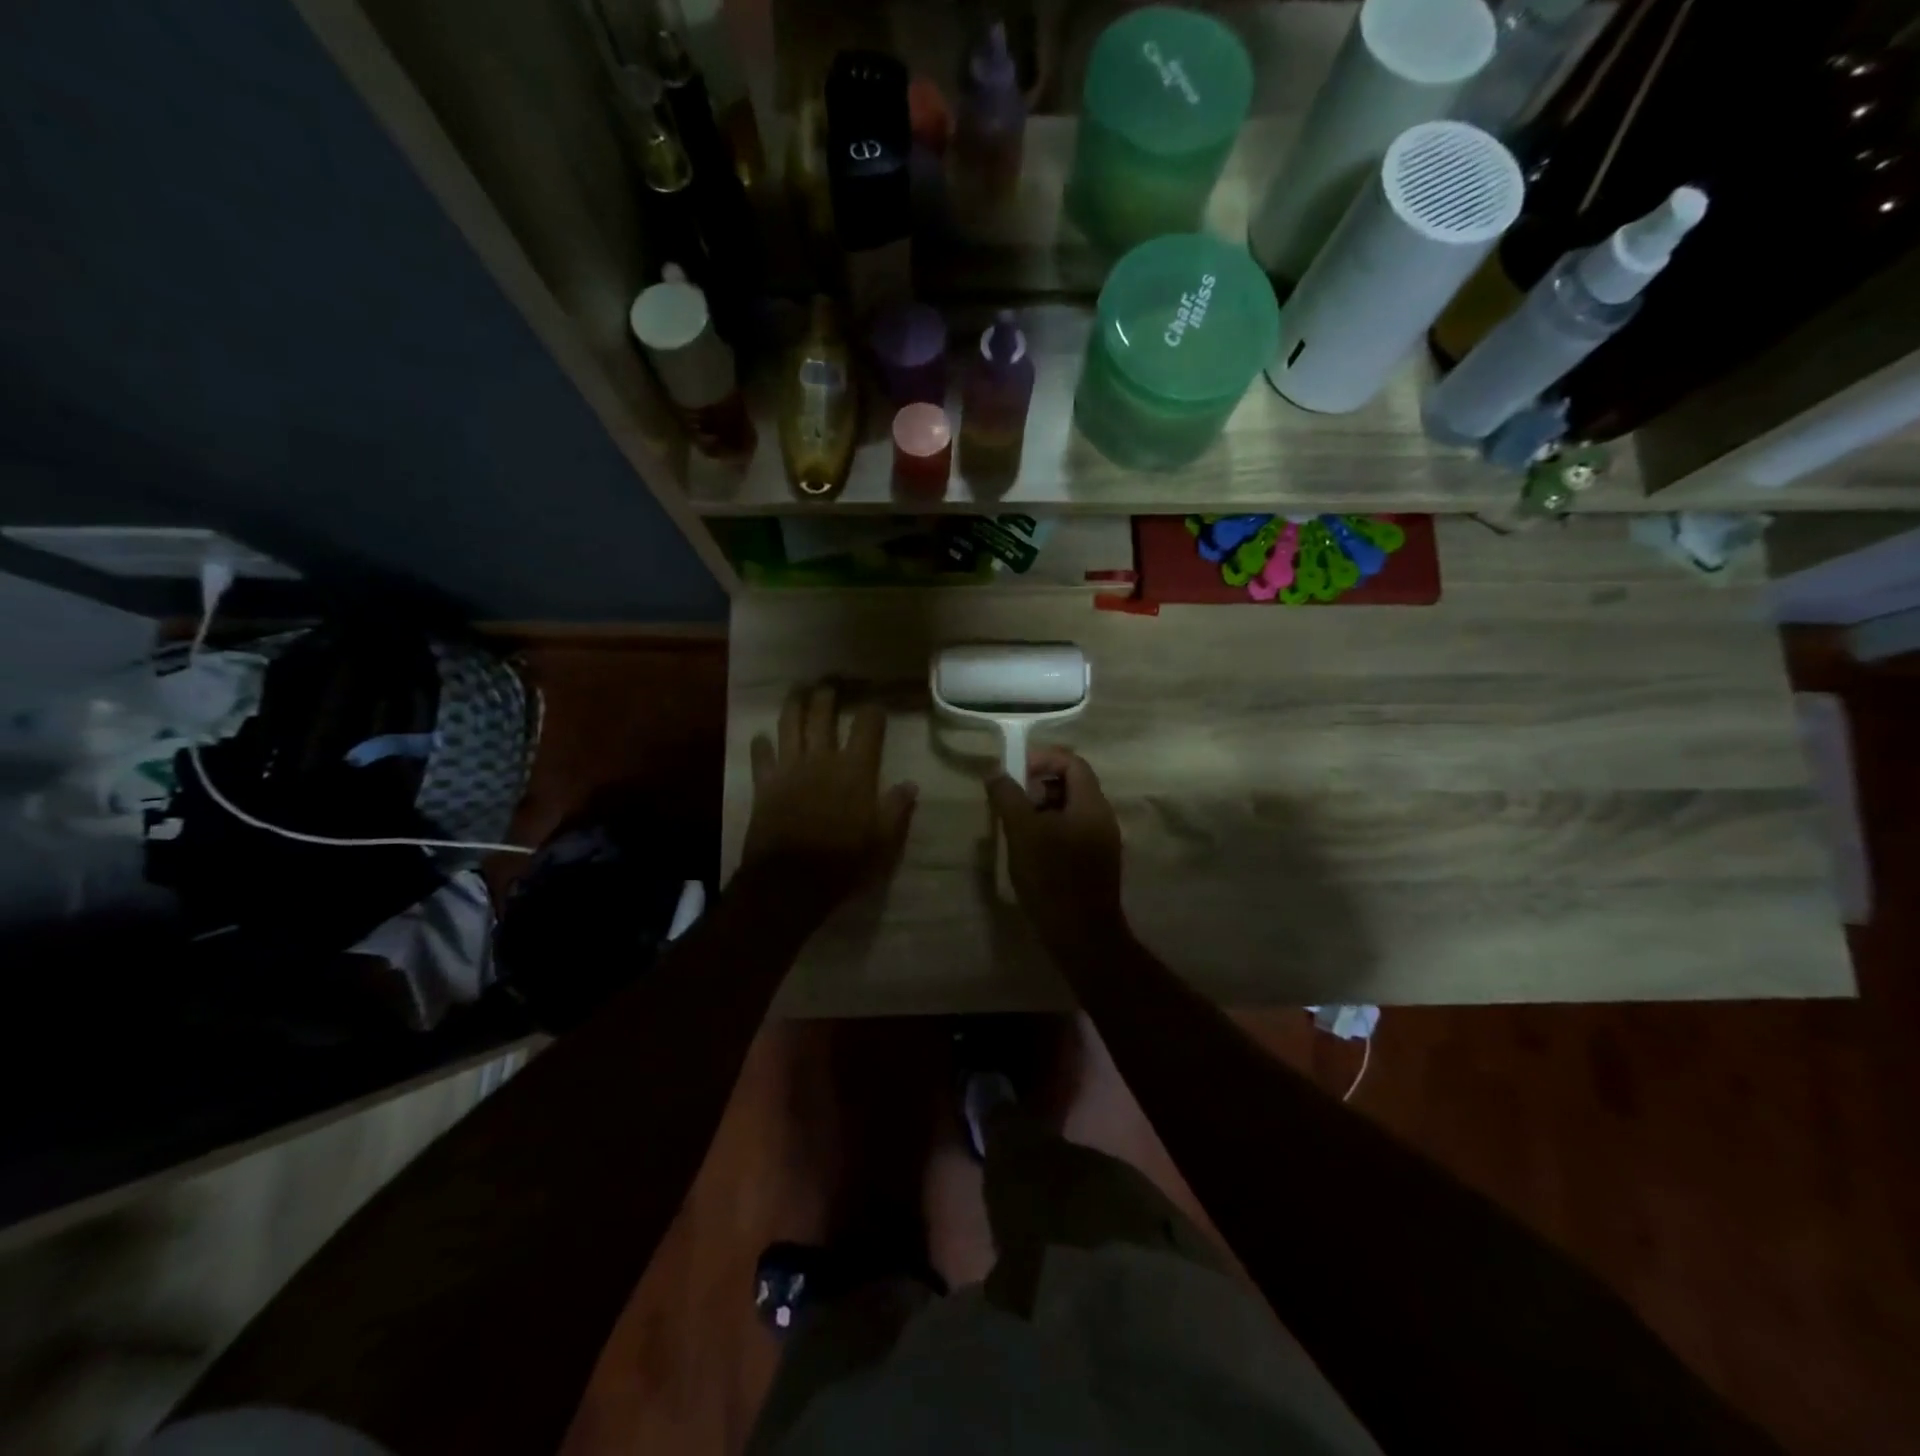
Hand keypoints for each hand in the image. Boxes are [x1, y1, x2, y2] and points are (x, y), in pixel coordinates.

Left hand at [742, 685, 917, 918]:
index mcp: (855, 770)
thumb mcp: (883, 840)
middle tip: (829, 684)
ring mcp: (789, 769)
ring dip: (793, 706)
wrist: (791, 880)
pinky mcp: (764, 785)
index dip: (873, 712)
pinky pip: (760, 757)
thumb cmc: (843, 861)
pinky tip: (760, 736)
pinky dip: (760, 744)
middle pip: (823, 716)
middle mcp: (822, 759)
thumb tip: (910, 784)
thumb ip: (897, 808)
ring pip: (789, 726)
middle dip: (827, 697)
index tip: (875, 707)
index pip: (867, 727)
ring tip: (797, 692)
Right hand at [985, 746, 1123, 949]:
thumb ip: (1008, 797)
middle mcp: (1103, 817)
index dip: (1042, 760)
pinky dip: (1050, 829)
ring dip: (1041, 809)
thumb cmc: (1052, 878)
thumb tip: (995, 771)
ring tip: (1015, 827)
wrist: (1081, 936)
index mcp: (1091, 804)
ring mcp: (1102, 841)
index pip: (1072, 762)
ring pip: (1070, 810)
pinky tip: (1029, 850)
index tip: (1014, 773)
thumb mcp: (1022, 832)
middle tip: (1011, 802)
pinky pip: (1073, 831)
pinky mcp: (1095, 862)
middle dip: (1038, 785)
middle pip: (1072, 784)